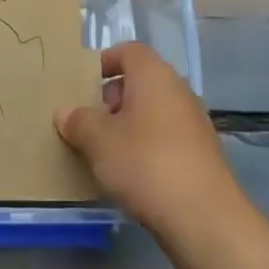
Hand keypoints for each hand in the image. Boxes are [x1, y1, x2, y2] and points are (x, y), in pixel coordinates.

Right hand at [55, 42, 241, 236]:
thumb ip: (78, 121)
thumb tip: (66, 113)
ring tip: (104, 152)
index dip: (104, 62)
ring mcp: (194, 122)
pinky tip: (131, 174)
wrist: (203, 217)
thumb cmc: (145, 163)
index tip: (83, 83)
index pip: (128, 51)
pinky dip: (147, 146)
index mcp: (154, 75)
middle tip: (88, 122)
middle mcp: (178, 90)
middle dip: (112, 98)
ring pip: (153, 112)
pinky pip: (166, 137)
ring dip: (128, 125)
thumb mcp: (98, 140)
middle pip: (140, 81)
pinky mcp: (202, 154)